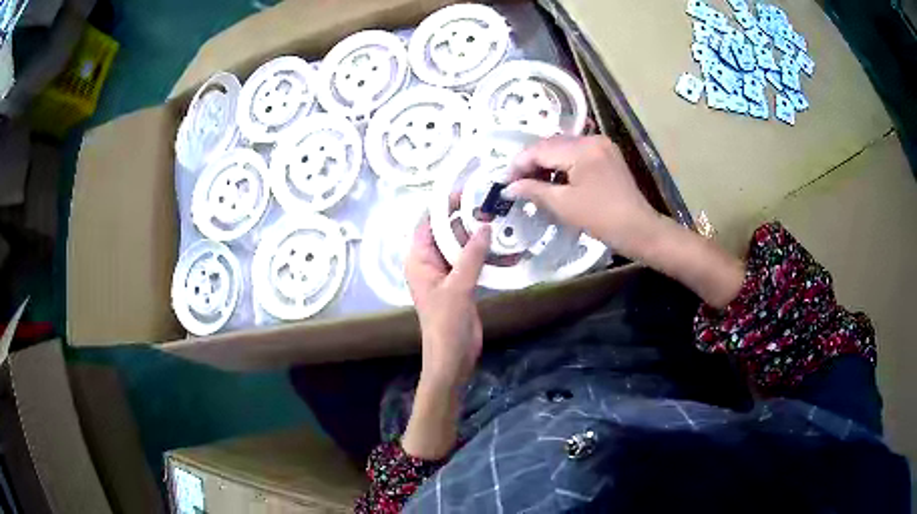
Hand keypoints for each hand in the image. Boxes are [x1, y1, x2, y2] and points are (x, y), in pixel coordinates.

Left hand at [402, 218, 490, 458]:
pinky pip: (473, 262)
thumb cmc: (446, 325)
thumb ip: (471, 256)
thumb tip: (485, 225)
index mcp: (418, 260)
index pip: (427, 223)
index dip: (444, 205)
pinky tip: (507, 249)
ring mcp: (447, 273)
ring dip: (480, 236)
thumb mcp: (458, 288)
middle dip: (467, 218)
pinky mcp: (462, 283)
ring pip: (463, 246)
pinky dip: (487, 255)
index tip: (468, 192)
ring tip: (503, 221)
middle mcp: (430, 262)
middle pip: (446, 231)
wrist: (453, 358)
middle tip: (493, 205)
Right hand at [506, 135, 661, 259]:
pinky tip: (553, 180)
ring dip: (545, 163)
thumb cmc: (601, 218)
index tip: (504, 181)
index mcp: (582, 149)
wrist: (638, 229)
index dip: (519, 164)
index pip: (540, 149)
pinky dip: (562, 165)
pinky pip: (576, 154)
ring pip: (563, 148)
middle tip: (515, 183)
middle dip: (531, 162)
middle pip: (551, 145)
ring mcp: (601, 145)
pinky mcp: (606, 155)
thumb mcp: (563, 205)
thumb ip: (533, 190)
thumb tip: (509, 187)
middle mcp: (591, 139)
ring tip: (531, 183)